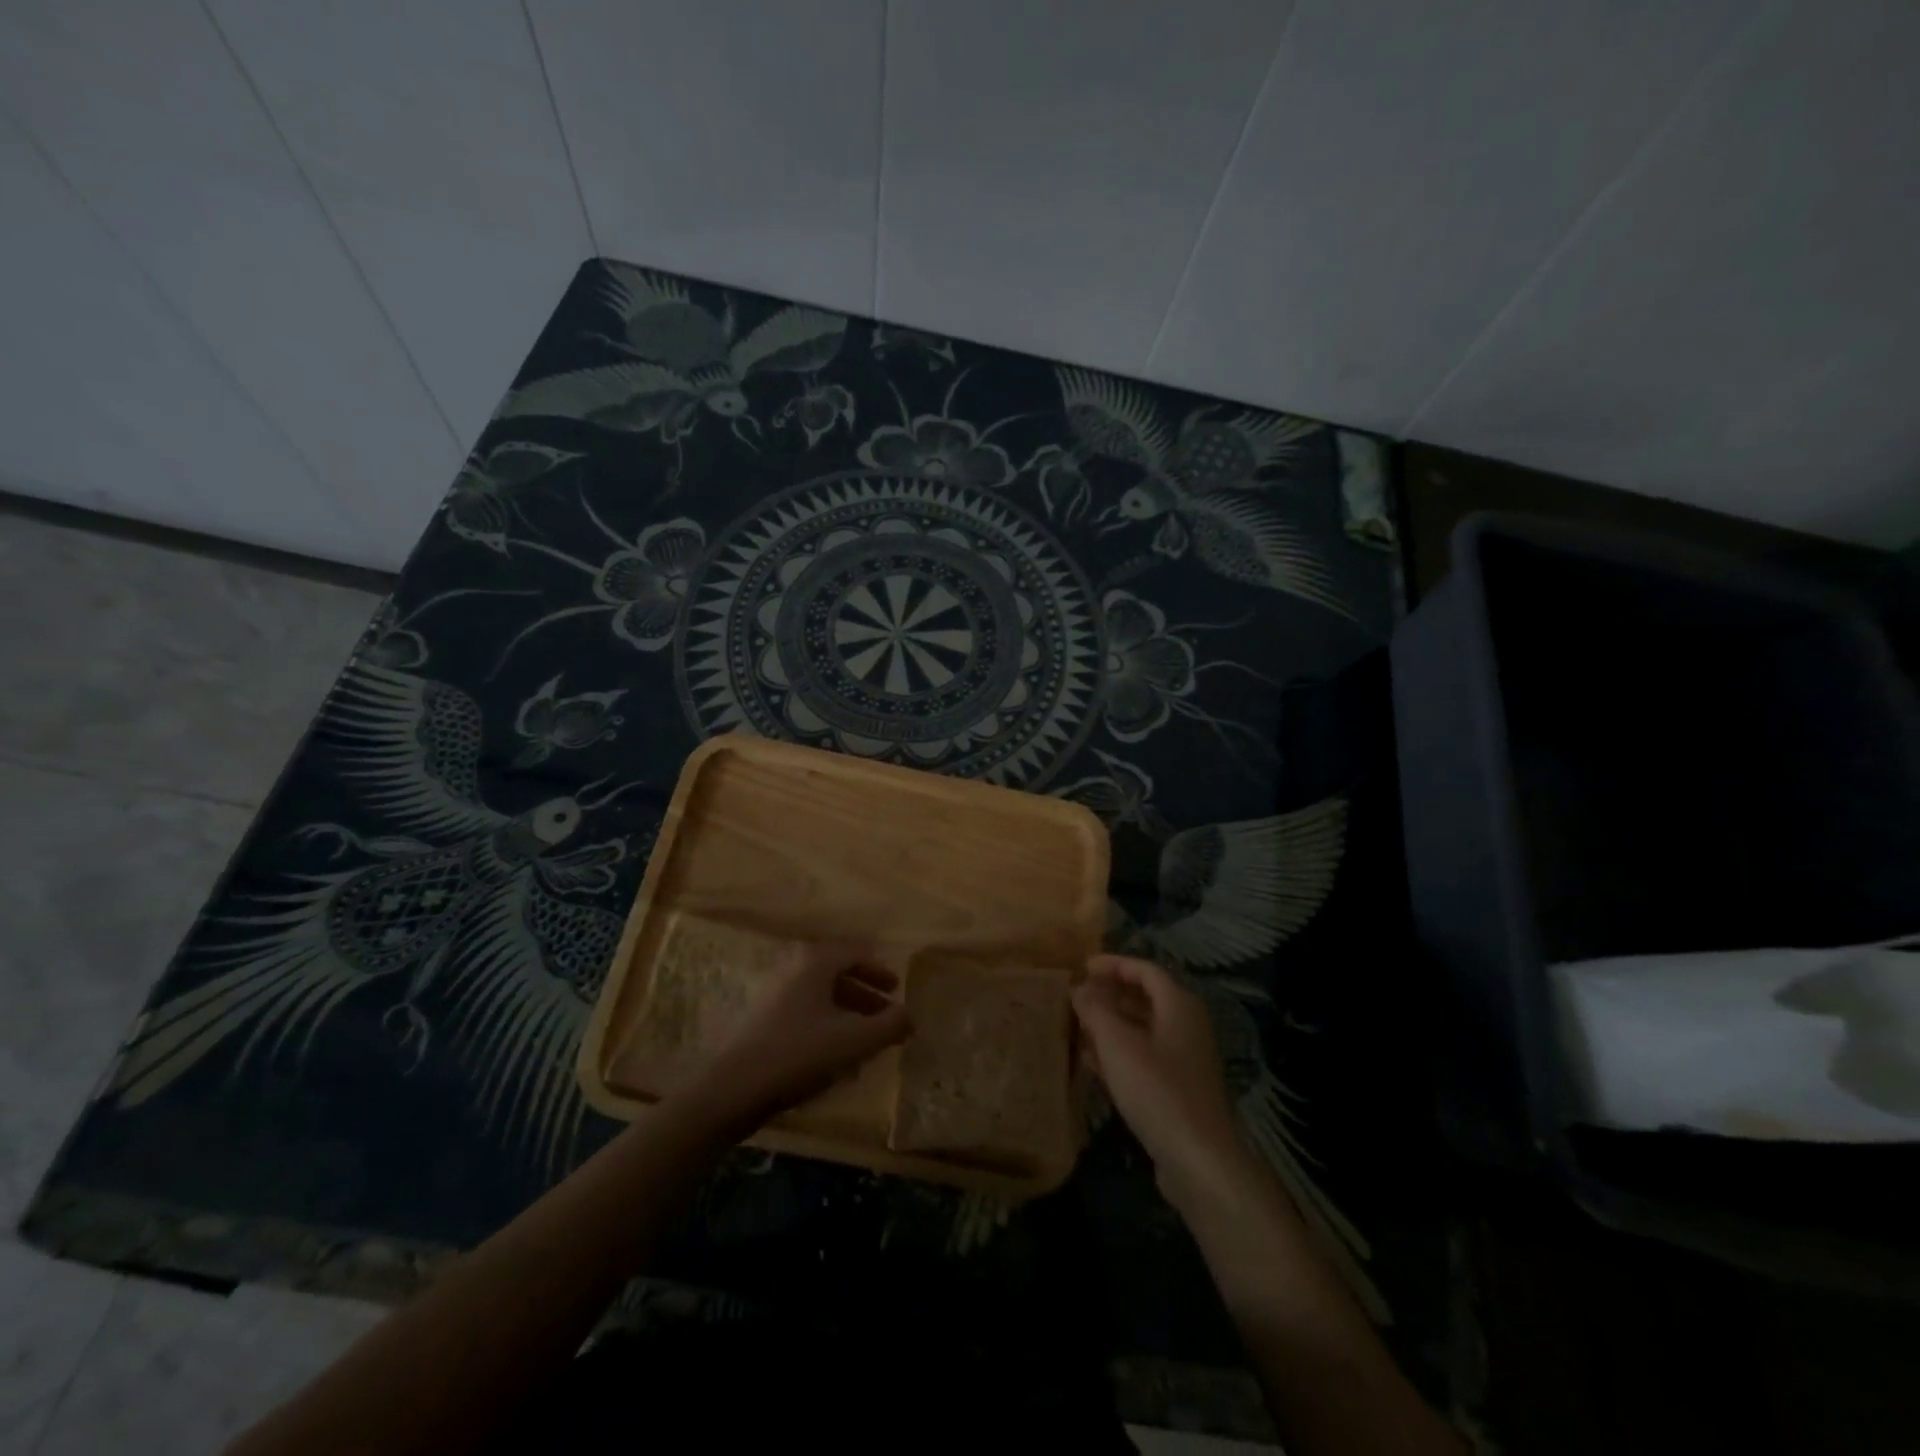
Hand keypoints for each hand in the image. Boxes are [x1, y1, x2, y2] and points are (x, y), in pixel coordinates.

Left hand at [676, 942, 911, 1134]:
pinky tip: (835, 1053)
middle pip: (838, 971)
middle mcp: (793, 966)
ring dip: (847, 1010)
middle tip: (887, 1013)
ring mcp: (773, 991)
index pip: (855, 952)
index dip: (880, 970)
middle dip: (865, 993)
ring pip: (820, 993)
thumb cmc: (800, 1054)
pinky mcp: (762, 1017)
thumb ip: (889, 1024)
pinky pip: (804, 1009)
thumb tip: (910, 1015)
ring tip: (867, 1038)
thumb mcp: (855, 1040)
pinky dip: (826, 1022)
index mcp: (815, 960)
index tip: (897, 989)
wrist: (734, 1088)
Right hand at [1073, 955, 1246, 1193]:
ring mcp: (1184, 1060)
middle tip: (1076, 996)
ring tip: (1077, 1025)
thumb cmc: (1156, 1089)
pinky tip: (1090, 1062)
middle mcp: (1186, 1026)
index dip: (1113, 964)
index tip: (1082, 967)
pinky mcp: (1178, 1089)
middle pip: (1145, 998)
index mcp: (1178, 1005)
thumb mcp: (1117, 1043)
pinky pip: (1144, 1057)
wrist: (1199, 1161)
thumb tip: (1080, 988)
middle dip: (1109, 994)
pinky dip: (1118, 1052)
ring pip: (1142, 1029)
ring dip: (1110, 1024)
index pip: (1144, 970)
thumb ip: (1095, 1010)